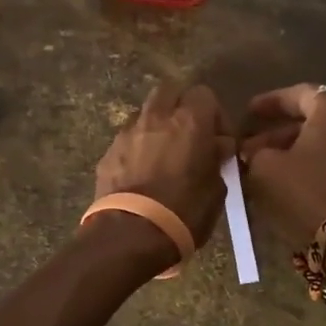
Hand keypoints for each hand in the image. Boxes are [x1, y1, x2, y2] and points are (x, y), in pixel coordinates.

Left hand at [94, 82, 235, 249]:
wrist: (131, 234)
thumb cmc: (184, 212)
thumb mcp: (216, 189)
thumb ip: (216, 159)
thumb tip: (217, 147)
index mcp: (189, 121)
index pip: (204, 94)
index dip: (214, 114)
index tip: (218, 140)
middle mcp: (156, 117)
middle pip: (169, 91)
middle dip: (180, 106)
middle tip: (190, 135)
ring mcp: (127, 132)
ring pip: (145, 112)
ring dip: (157, 125)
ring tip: (164, 154)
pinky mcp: (107, 152)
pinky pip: (127, 138)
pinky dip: (138, 146)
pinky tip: (142, 172)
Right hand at [239, 84, 325, 245]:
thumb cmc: (304, 189)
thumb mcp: (265, 167)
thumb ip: (254, 152)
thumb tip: (252, 151)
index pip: (300, 94)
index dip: (271, 101)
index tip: (248, 112)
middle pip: (310, 121)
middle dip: (276, 133)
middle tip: (248, 147)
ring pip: (318, 145)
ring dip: (288, 152)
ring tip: (258, 168)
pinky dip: (304, 167)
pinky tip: (279, 183)